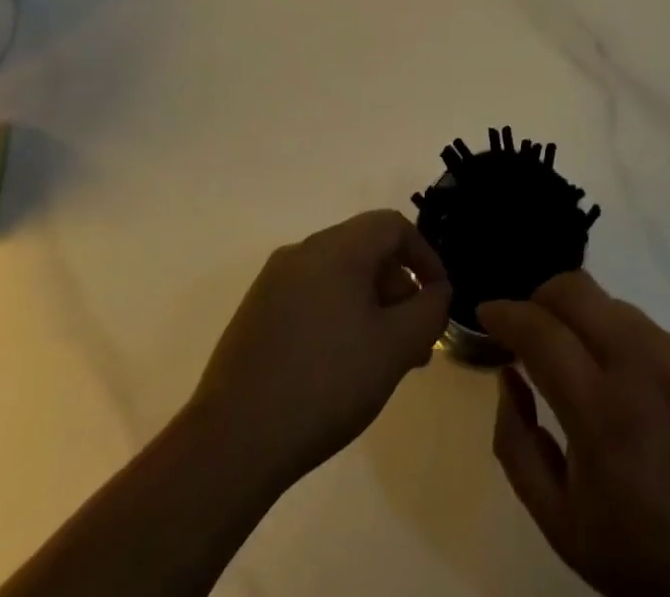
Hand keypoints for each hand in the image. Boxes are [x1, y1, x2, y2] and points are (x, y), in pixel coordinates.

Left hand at [184, 210, 451, 498]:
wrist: (233, 443)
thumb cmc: (326, 384)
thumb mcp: (395, 349)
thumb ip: (429, 311)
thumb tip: (436, 292)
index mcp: (337, 248)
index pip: (393, 225)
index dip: (424, 256)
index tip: (437, 297)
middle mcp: (303, 251)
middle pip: (366, 250)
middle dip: (398, 288)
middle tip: (414, 340)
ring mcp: (273, 282)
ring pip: (338, 276)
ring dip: (369, 306)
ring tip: (381, 359)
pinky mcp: (255, 313)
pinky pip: (311, 297)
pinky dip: (337, 316)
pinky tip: (340, 366)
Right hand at [480, 273, 669, 596]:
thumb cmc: (640, 553)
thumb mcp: (558, 522)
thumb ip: (517, 444)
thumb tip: (508, 375)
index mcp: (601, 412)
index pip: (540, 330)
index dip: (505, 312)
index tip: (487, 311)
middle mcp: (640, 366)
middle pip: (576, 289)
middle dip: (540, 296)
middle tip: (528, 327)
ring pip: (611, 303)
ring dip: (581, 318)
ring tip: (577, 359)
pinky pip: (646, 328)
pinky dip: (619, 340)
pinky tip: (625, 384)